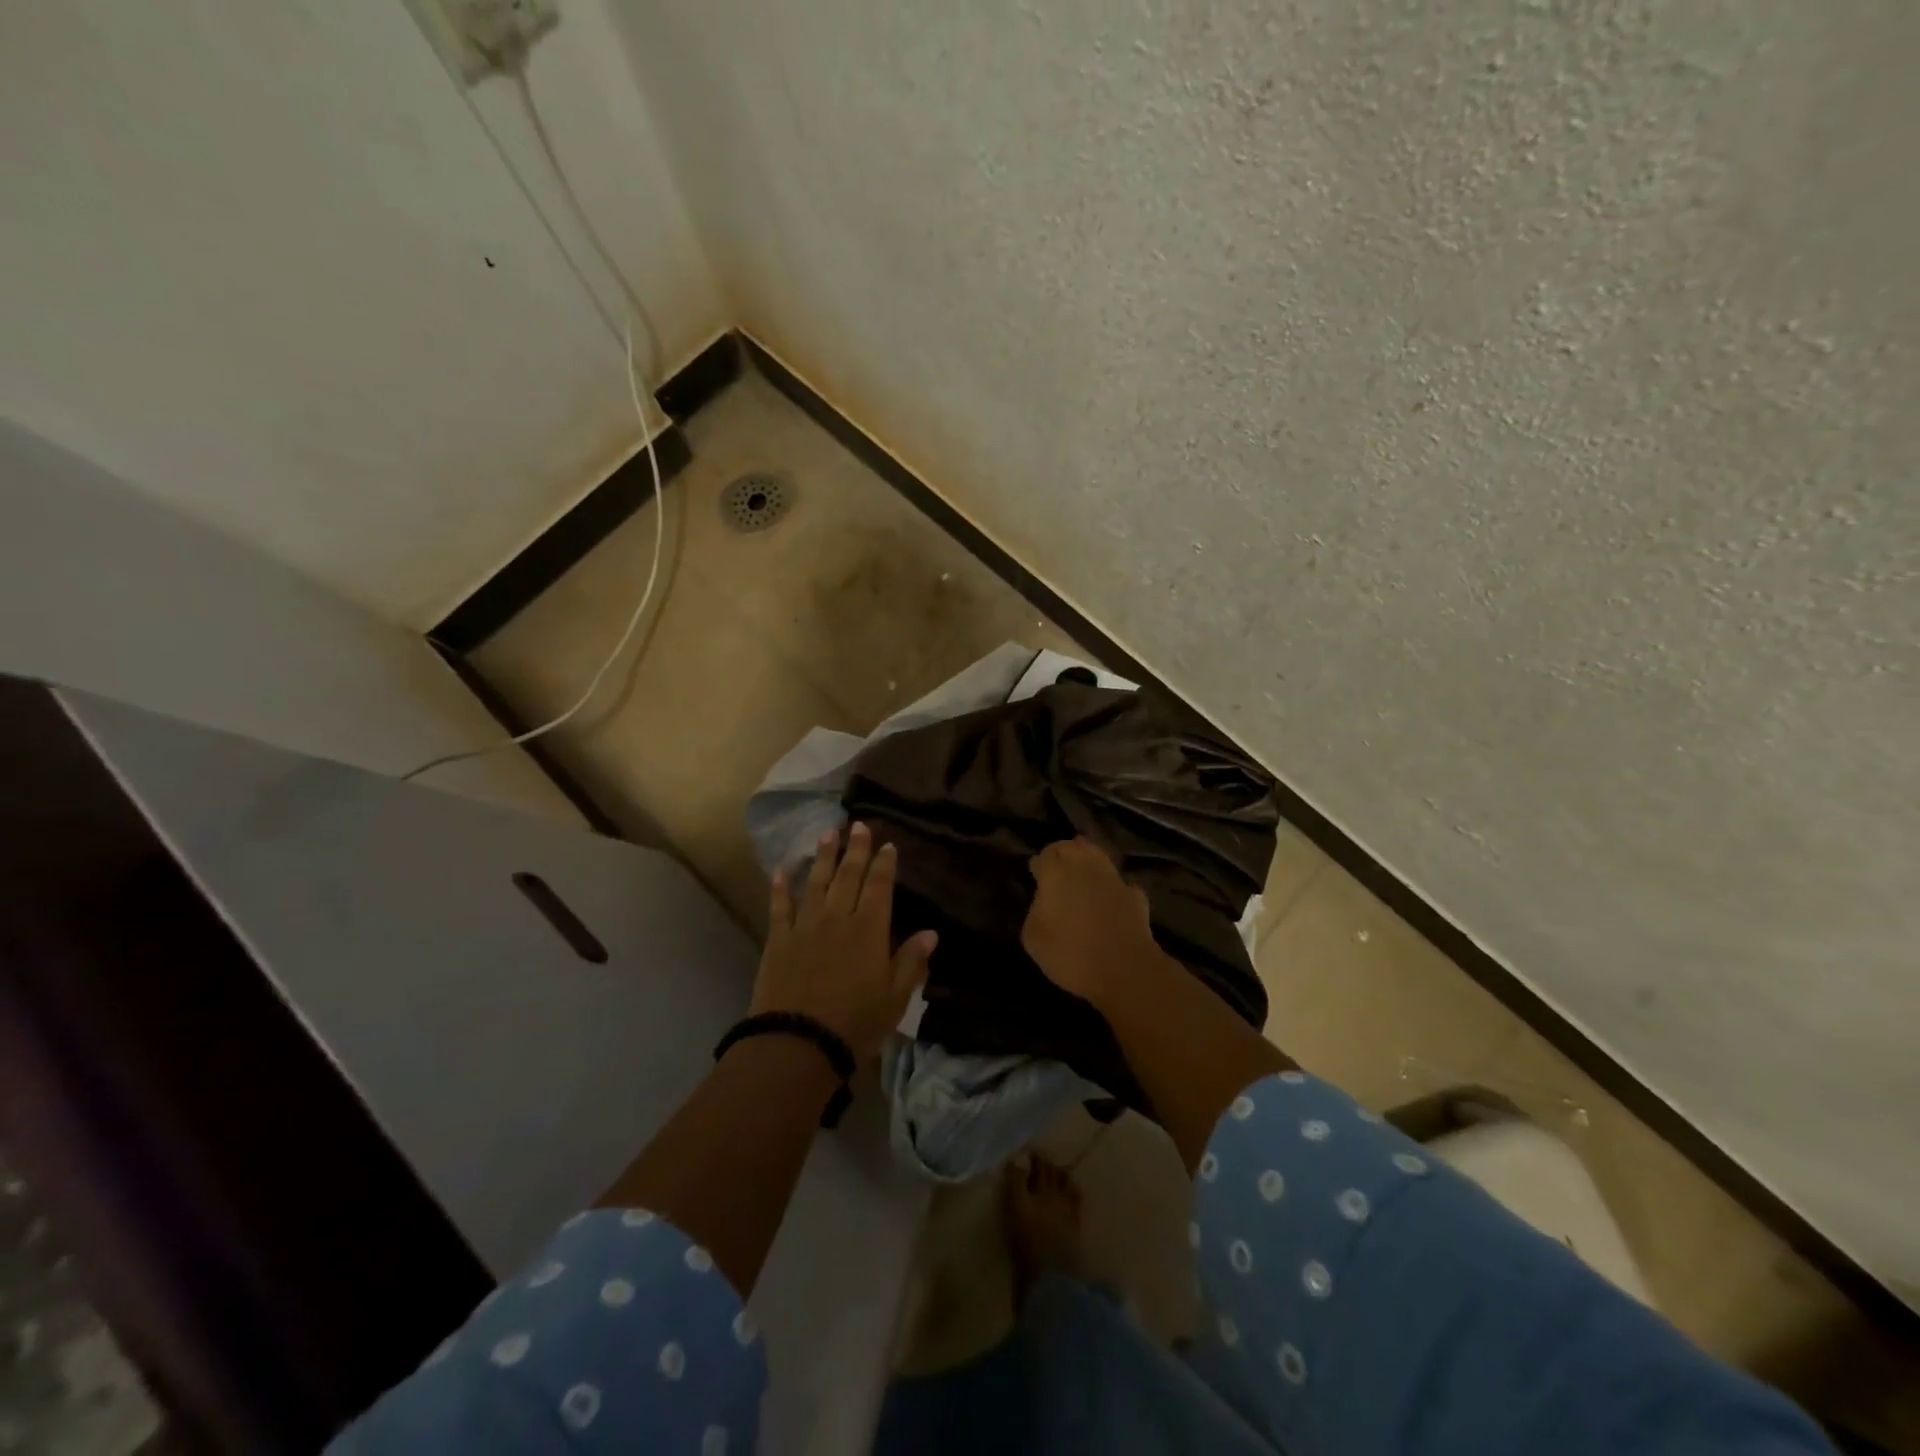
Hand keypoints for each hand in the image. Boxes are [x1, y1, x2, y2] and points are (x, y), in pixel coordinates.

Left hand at [750, 822, 935, 1064]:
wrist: (798, 1043)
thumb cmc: (855, 1023)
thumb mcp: (895, 997)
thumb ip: (911, 961)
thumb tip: (931, 932)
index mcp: (869, 929)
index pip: (880, 887)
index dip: (884, 864)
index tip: (888, 844)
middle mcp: (838, 918)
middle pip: (848, 876)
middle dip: (855, 849)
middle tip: (858, 825)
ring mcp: (805, 926)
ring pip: (816, 882)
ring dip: (823, 857)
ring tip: (828, 833)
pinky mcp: (778, 940)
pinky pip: (780, 907)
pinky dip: (780, 887)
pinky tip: (782, 871)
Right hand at [1021, 837, 1157, 1007]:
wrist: (1124, 970)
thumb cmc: (1070, 953)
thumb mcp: (1033, 937)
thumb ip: (1036, 910)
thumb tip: (1044, 900)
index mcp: (1057, 872)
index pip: (1046, 854)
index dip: (1040, 864)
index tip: (1036, 875)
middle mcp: (1086, 866)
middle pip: (1073, 847)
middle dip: (1064, 853)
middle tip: (1057, 870)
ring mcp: (1114, 879)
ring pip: (1099, 858)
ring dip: (1090, 863)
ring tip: (1083, 877)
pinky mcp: (1136, 896)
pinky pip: (1120, 885)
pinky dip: (1113, 888)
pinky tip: (1111, 899)